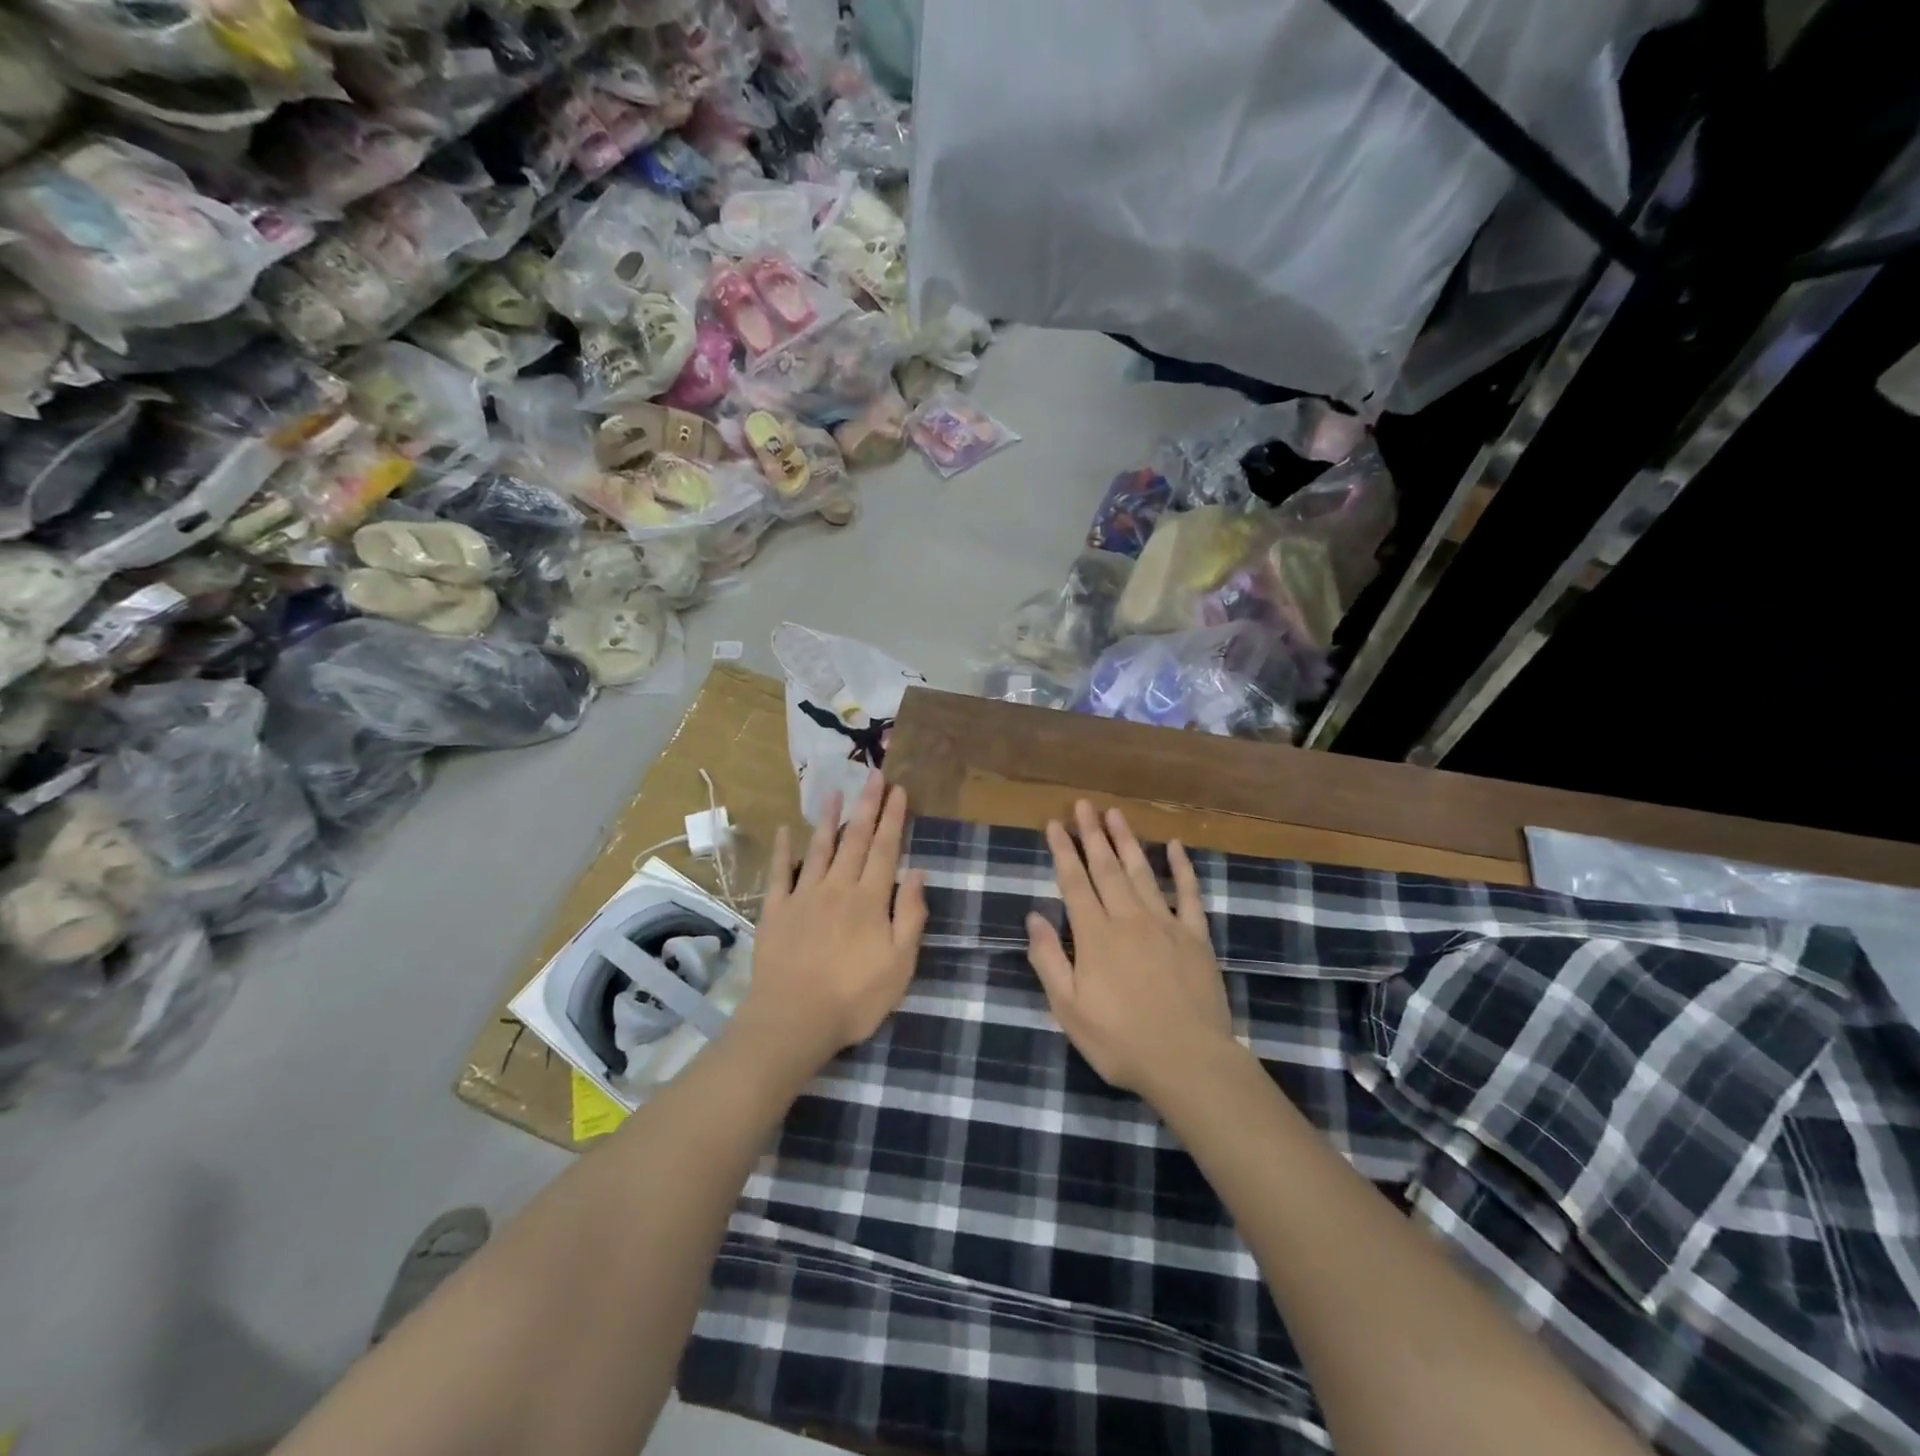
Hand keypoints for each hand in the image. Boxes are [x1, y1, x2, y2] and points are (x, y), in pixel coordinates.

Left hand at [736, 772, 928, 1070]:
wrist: (793, 1020)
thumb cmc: (854, 997)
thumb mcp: (900, 964)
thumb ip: (910, 915)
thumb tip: (918, 873)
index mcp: (870, 899)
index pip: (886, 849)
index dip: (893, 818)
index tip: (898, 790)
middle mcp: (837, 887)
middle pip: (855, 839)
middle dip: (866, 805)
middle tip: (873, 775)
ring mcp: (803, 896)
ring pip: (819, 848)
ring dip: (828, 818)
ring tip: (834, 790)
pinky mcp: (775, 911)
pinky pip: (780, 873)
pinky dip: (783, 851)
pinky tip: (784, 831)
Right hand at [1026, 801, 1234, 1098]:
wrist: (1188, 1062)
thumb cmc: (1120, 1041)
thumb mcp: (1069, 1009)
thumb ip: (1049, 959)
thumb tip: (1033, 917)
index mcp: (1095, 936)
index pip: (1074, 882)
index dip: (1063, 851)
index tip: (1054, 823)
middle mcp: (1129, 919)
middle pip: (1107, 868)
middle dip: (1092, 834)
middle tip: (1084, 805)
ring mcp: (1166, 924)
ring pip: (1142, 872)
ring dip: (1127, 841)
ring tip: (1115, 813)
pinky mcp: (1196, 937)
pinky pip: (1189, 894)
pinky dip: (1182, 868)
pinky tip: (1175, 846)